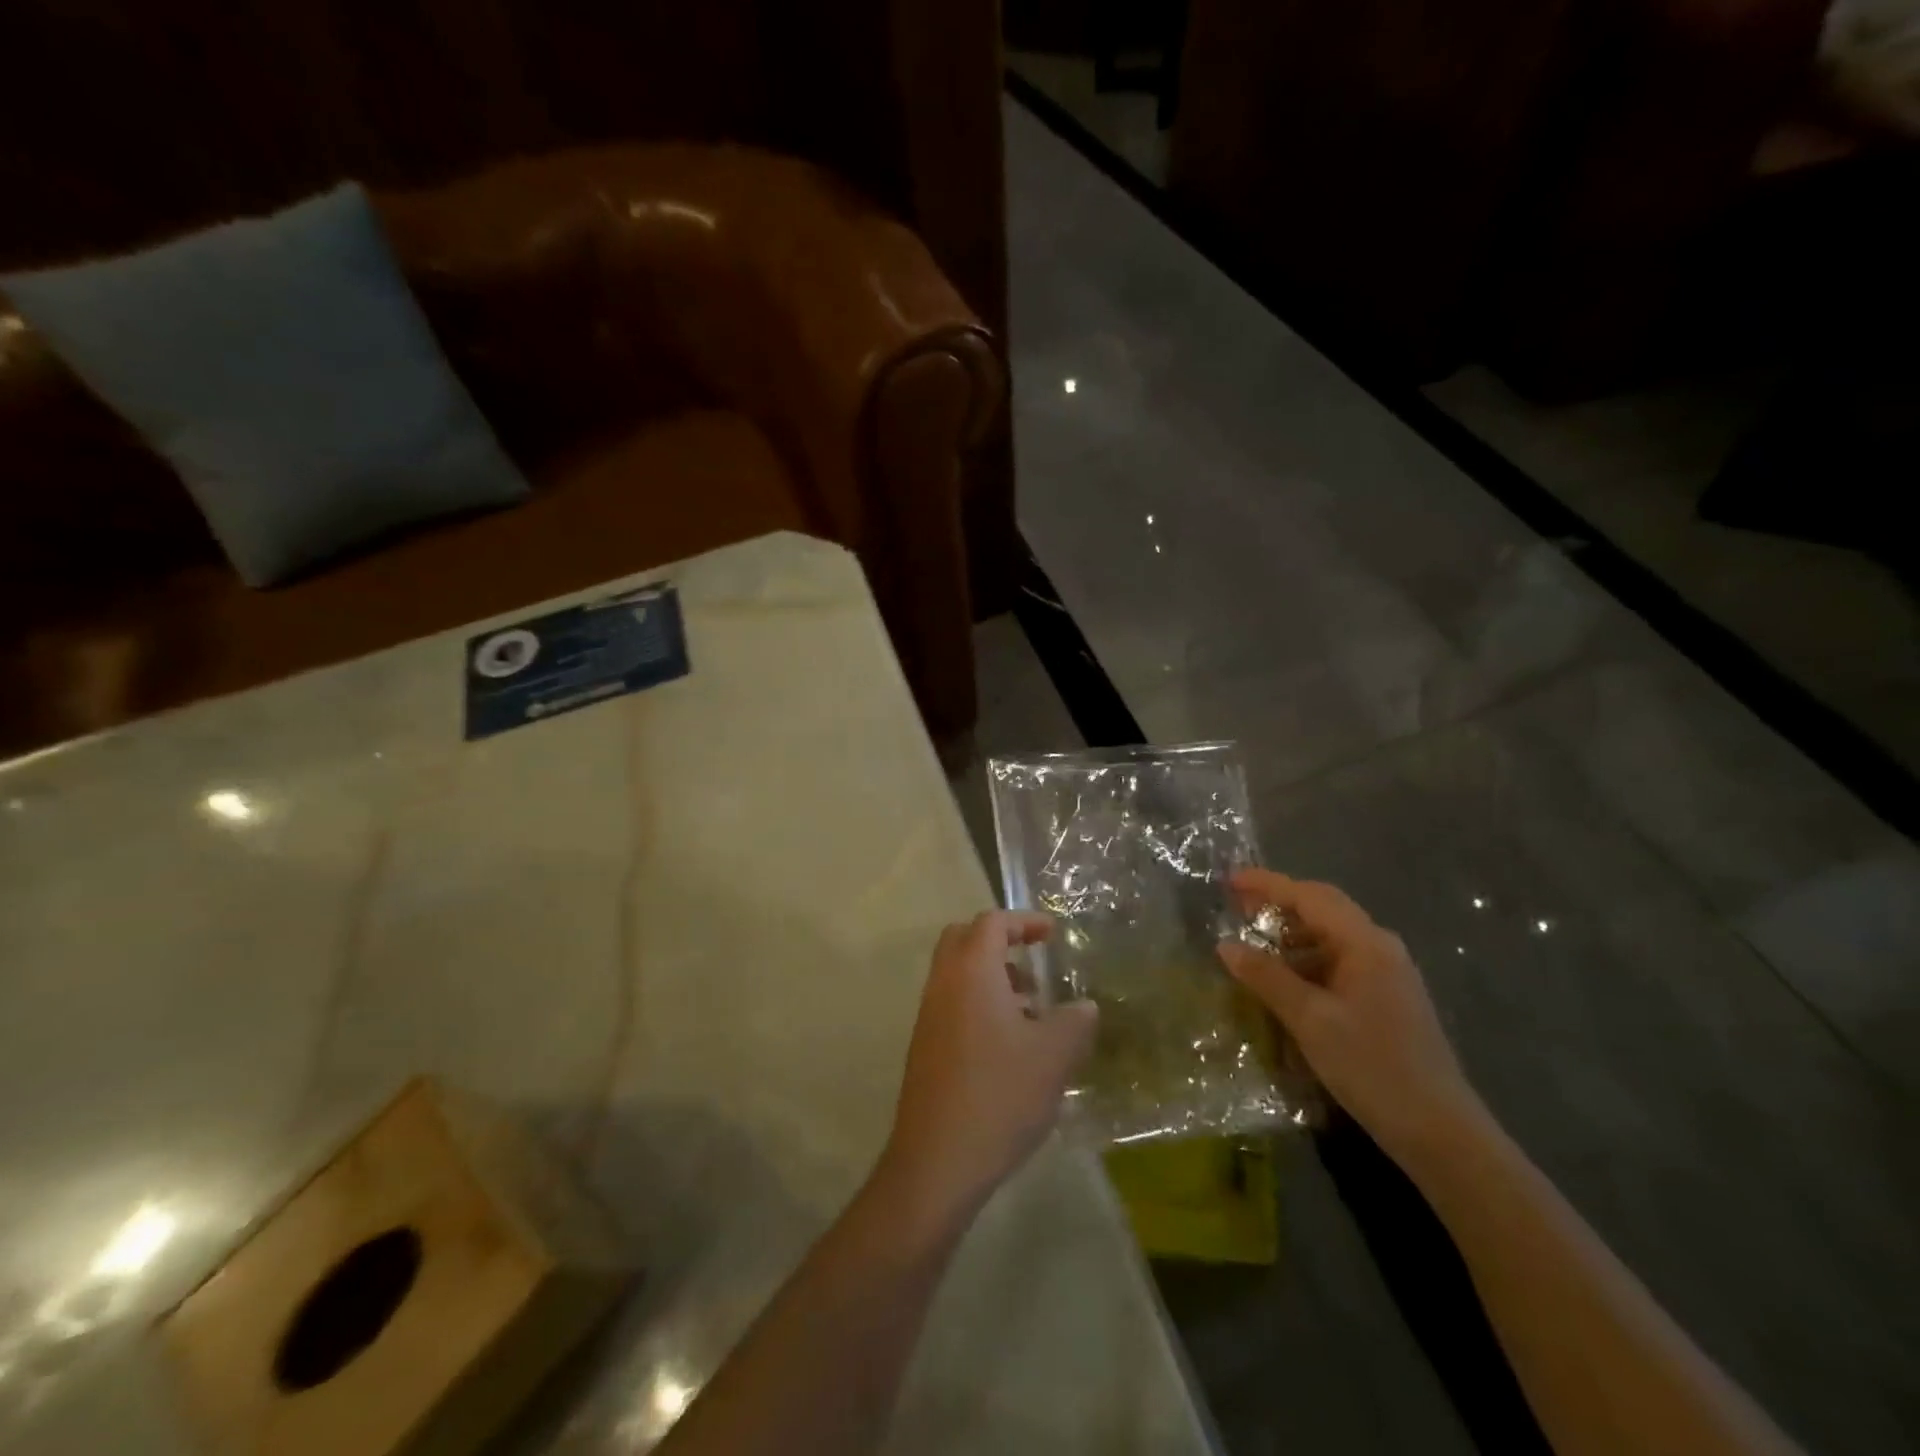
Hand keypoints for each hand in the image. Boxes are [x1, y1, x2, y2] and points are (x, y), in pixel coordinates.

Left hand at [878, 912, 1097, 1224]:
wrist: (937, 1160)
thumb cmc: (1000, 1095)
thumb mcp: (1053, 1056)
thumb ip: (1075, 1022)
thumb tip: (1084, 1007)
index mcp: (971, 972)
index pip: (992, 923)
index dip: (1024, 921)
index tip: (1052, 934)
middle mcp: (943, 984)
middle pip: (964, 939)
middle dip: (1001, 942)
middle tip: (1034, 963)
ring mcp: (928, 1016)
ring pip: (957, 974)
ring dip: (992, 977)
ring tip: (1032, 1011)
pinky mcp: (925, 1046)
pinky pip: (953, 1004)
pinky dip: (980, 1004)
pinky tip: (1010, 1045)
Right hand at [1218, 869, 1485, 1165]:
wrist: (1440, 1132)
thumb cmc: (1372, 1066)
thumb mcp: (1309, 1020)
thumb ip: (1267, 977)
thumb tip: (1225, 945)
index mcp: (1365, 943)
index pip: (1310, 896)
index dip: (1268, 884)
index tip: (1229, 880)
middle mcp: (1381, 948)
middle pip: (1324, 909)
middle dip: (1279, 904)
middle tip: (1236, 907)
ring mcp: (1388, 974)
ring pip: (1332, 937)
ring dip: (1292, 935)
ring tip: (1255, 946)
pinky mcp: (1388, 999)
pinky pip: (1340, 962)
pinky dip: (1308, 961)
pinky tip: (1287, 982)